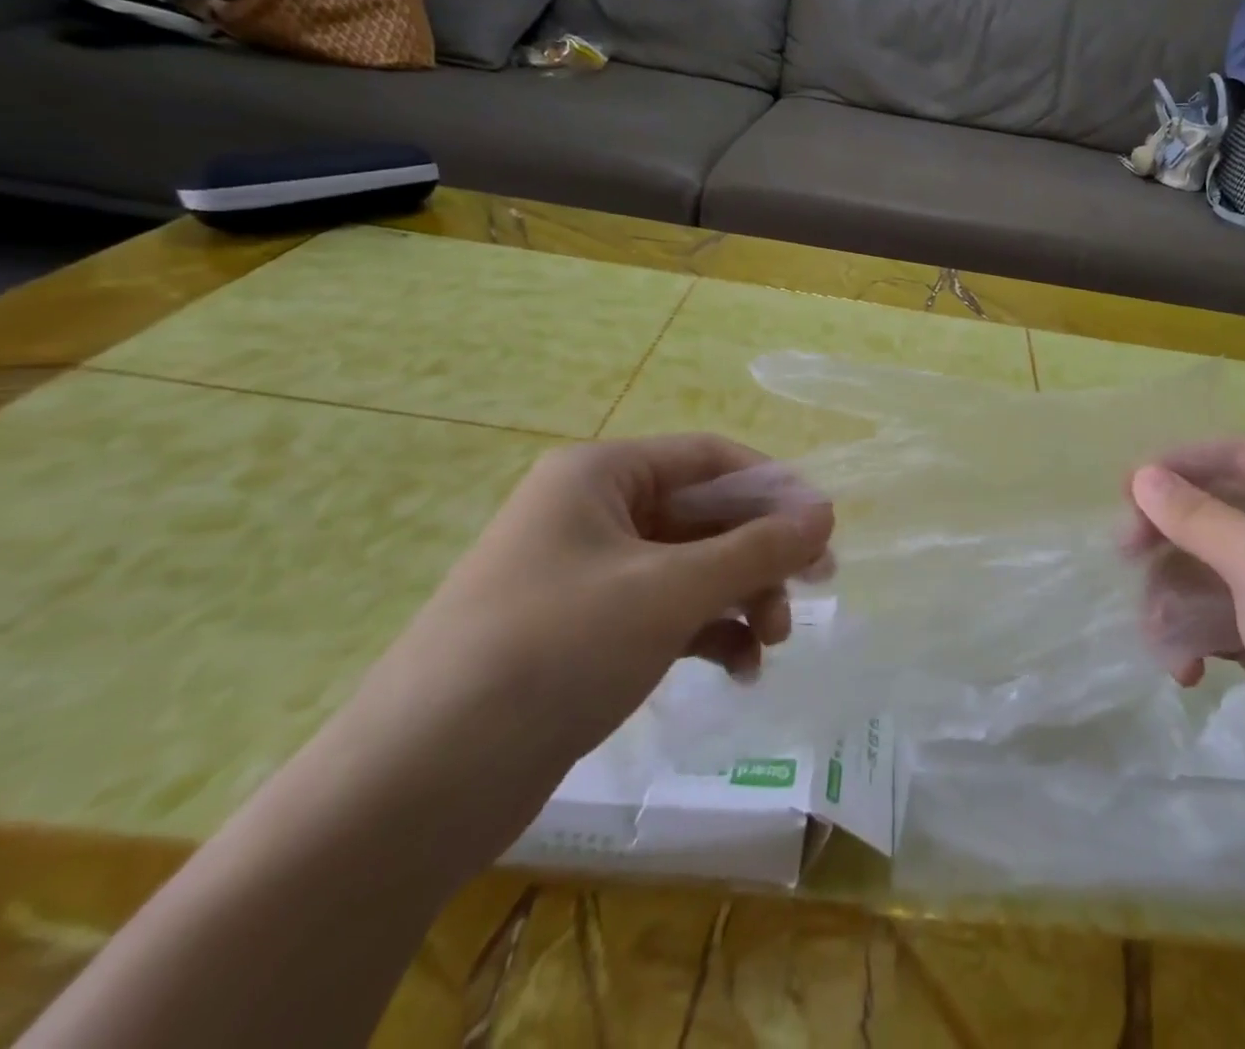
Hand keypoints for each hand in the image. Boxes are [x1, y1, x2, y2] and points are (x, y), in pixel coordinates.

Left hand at [332, 434, 833, 871]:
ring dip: (740, 599)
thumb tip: (826, 513)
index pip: (709, 458)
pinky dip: (707, 635)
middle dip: (760, 555)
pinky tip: (739, 670)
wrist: (418, 786)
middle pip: (704, 516)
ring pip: (690, 568)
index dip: (773, 487)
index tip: (823, 527)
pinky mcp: (586, 633)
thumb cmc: (555, 649)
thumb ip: (757, 549)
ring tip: (772, 643)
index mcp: (601, 475)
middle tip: (815, 589)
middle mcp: (594, 513)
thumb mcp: (670, 591)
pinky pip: (666, 614)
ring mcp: (588, 575)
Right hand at [1128, 437, 1244, 850]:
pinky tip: (1186, 670)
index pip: (1240, 456)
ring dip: (1175, 597)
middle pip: (1216, 511)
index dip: (1181, 465)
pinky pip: (1213, 614)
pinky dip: (1192, 635)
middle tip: (1126, 554)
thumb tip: (1141, 476)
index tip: (1128, 488)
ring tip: (1162, 632)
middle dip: (1170, 535)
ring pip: (1206, 566)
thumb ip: (1199, 517)